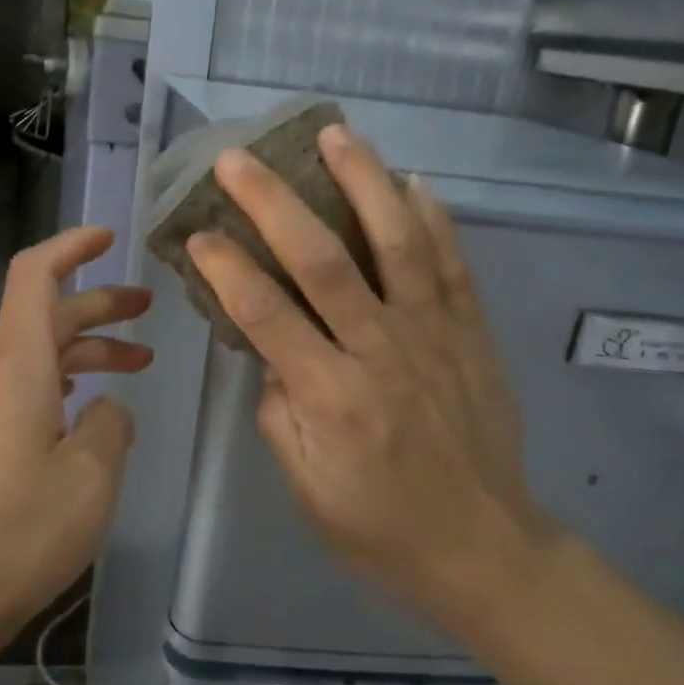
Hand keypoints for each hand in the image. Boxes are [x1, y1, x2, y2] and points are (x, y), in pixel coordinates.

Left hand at [0, 226, 150, 645]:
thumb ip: (112, 424)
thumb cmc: (17, 533)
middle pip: (45, 313)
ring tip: (136, 362)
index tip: (110, 238)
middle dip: (99, 304)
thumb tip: (108, 408)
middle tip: (148, 308)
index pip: (35, 274)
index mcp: (15, 364)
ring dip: (86, 348)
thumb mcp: (91, 476)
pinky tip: (89, 408)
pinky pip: (21, 384)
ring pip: (37, 351)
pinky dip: (62, 378)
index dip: (72, 245)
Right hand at [185, 123, 557, 651]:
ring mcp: (435, 336)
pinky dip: (434, 218)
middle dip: (274, 204)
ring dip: (364, 182)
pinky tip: (413, 180)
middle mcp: (382, 353)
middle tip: (239, 160)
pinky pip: (453, 264)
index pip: (266, 315)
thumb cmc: (381, 529)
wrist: (485, 550)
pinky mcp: (472, 334)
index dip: (226, 268)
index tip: (198, 233)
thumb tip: (271, 350)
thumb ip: (280, 413)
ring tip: (336, 134)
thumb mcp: (306, 488)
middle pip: (323, 262)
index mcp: (332, 398)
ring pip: (397, 243)